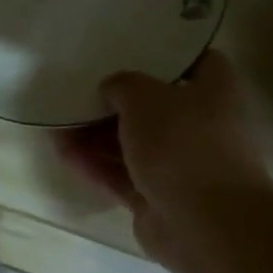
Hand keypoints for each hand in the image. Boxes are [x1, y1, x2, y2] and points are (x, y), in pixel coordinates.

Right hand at [58, 50, 272, 272]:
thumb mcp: (145, 97)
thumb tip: (112, 89)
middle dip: (115, 101)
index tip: (128, 49)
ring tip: (58, 122)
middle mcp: (201, 126)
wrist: (205, 224)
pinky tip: (62, 152)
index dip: (164, 54)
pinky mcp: (156, 198)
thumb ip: (123, 84)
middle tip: (78, 88)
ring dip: (96, 135)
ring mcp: (178, 165)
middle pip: (153, 107)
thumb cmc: (183, 143)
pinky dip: (95, 164)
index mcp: (214, 92)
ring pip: (132, 144)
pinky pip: (121, 175)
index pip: (195, 61)